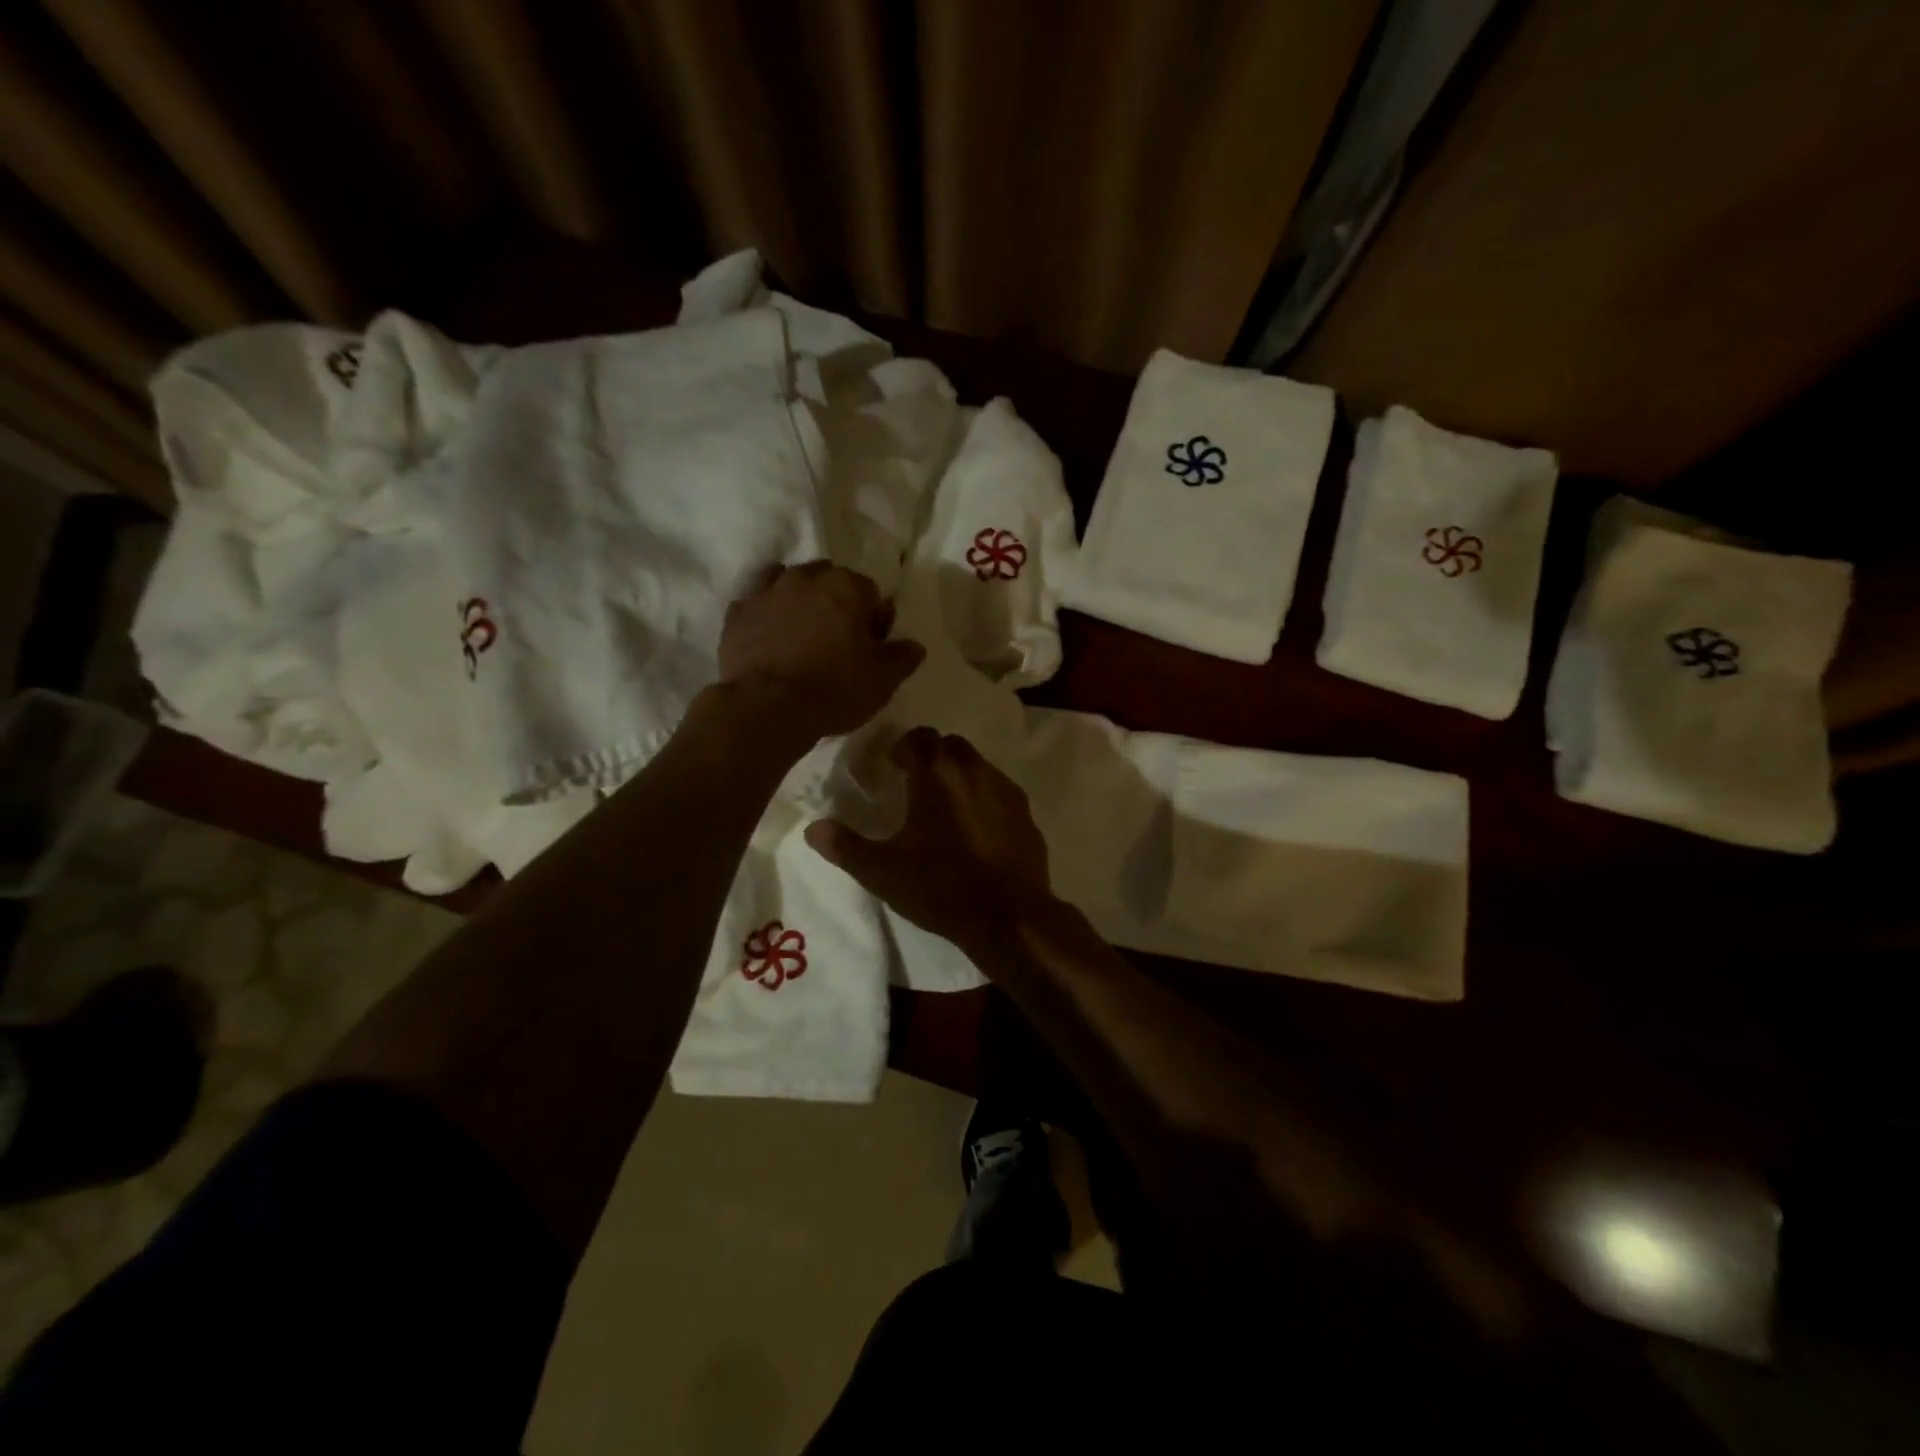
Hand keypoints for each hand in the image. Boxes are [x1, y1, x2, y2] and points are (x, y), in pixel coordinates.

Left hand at [719, 562, 924, 741]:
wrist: (766, 708)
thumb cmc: (833, 690)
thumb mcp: (882, 680)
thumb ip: (902, 657)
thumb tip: (914, 645)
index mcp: (847, 587)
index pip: (871, 593)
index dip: (874, 620)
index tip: (871, 647)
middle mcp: (806, 578)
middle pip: (829, 581)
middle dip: (837, 603)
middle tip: (838, 640)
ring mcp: (767, 592)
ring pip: (790, 583)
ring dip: (800, 601)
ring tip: (803, 636)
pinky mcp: (737, 614)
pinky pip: (757, 604)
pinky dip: (767, 615)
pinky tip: (770, 639)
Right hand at [805, 727, 1052, 958]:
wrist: (1009, 916)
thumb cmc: (940, 888)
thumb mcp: (883, 872)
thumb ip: (846, 846)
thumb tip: (813, 828)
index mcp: (936, 775)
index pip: (918, 738)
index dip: (902, 747)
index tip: (891, 767)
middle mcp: (974, 771)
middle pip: (950, 745)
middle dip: (932, 756)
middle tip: (915, 784)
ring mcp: (1005, 790)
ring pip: (978, 766)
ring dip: (959, 776)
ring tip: (945, 808)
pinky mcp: (1026, 813)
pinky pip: (999, 791)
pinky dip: (984, 798)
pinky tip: (977, 828)